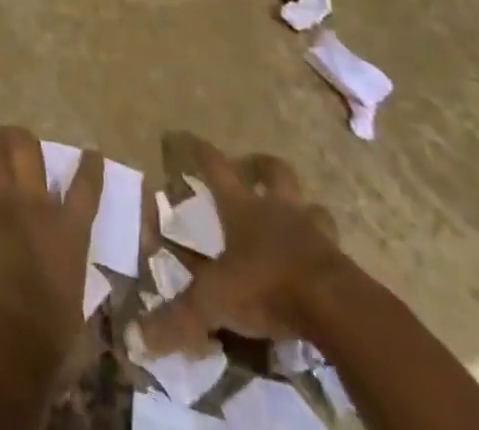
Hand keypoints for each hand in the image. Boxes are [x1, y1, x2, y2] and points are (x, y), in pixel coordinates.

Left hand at [0, 126, 102, 370]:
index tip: (90, 154)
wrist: (8, 335)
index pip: (85, 188)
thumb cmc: (51, 334)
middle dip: (17, 138)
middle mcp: (34, 206)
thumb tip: (64, 294)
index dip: (89, 167)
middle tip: (10, 137)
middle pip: (27, 150)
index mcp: (68, 230)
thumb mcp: (73, 304)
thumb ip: (67, 282)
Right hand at [138, 134, 347, 354]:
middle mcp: (278, 209)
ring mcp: (314, 232)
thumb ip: (178, 320)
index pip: (215, 166)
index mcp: (242, 207)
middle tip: (252, 169)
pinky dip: (325, 251)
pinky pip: (334, 247)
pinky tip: (319, 266)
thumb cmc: (268, 287)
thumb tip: (136, 340)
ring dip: (302, 208)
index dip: (198, 150)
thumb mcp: (215, 303)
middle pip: (273, 171)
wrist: (336, 308)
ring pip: (311, 206)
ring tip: (295, 219)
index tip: (185, 137)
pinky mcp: (341, 262)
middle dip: (260, 166)